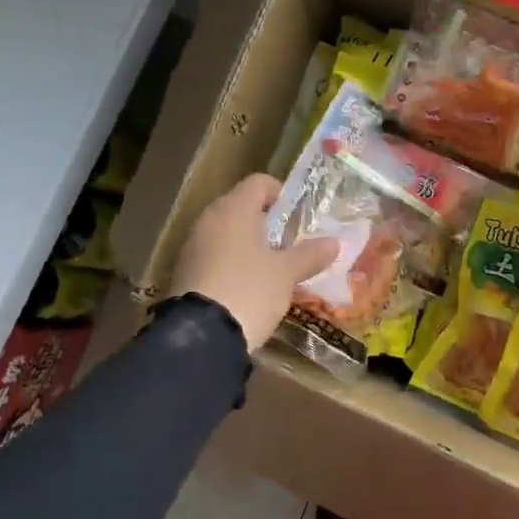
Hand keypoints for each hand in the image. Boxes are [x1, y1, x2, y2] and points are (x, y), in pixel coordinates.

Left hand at [169, 173, 339, 351]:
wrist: (201, 336)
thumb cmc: (250, 290)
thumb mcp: (287, 273)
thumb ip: (310, 254)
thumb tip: (334, 242)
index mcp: (234, 209)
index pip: (259, 183)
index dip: (282, 193)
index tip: (299, 215)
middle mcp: (209, 219)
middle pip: (241, 206)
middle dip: (267, 221)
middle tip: (290, 243)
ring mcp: (192, 245)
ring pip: (226, 232)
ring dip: (249, 243)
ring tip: (272, 267)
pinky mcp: (184, 271)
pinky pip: (214, 255)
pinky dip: (232, 262)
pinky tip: (248, 285)